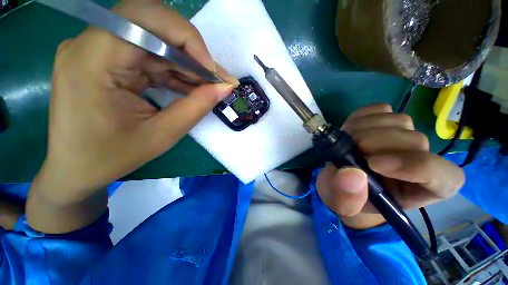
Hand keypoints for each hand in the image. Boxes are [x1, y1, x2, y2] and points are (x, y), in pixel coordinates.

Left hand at [27, 0, 236, 232]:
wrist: (76, 171)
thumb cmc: (110, 158)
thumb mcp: (162, 133)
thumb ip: (196, 104)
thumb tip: (225, 87)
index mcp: (96, 58)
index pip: (152, 27)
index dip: (192, 45)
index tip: (218, 71)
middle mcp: (96, 44)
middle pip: (155, 26)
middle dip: (194, 52)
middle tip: (218, 78)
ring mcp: (101, 49)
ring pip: (157, 42)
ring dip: (188, 65)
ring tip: (208, 87)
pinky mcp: (109, 60)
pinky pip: (153, 56)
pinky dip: (177, 71)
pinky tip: (189, 88)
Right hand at [316, 104, 464, 228]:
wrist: (340, 178)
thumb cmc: (346, 196)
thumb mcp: (341, 204)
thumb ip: (346, 199)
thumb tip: (352, 175)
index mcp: (420, 190)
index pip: (443, 176)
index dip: (415, 166)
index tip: (374, 164)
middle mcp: (421, 158)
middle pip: (415, 141)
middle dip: (375, 144)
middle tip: (348, 153)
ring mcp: (405, 135)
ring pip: (398, 121)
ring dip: (364, 130)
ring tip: (347, 145)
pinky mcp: (386, 121)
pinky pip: (380, 109)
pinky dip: (362, 117)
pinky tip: (351, 131)